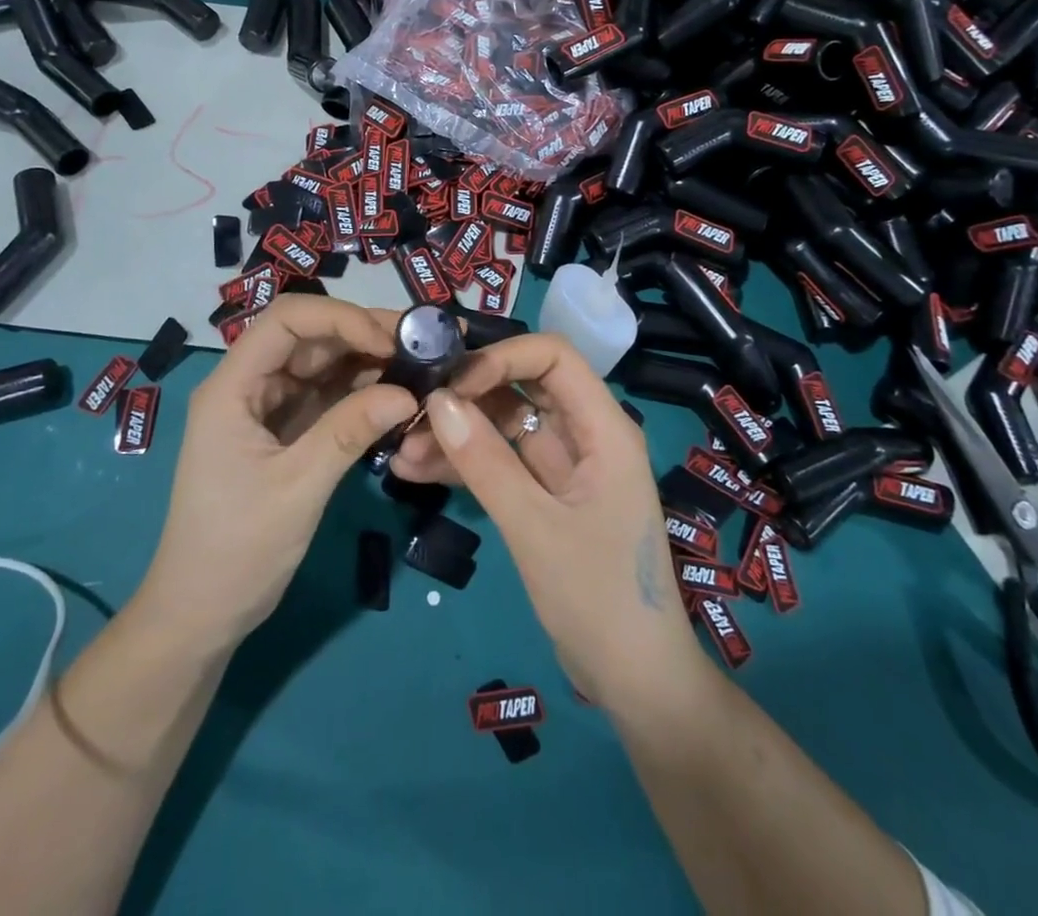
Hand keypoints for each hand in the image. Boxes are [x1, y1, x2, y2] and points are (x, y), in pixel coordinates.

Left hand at [135, 297, 417, 652]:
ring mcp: (268, 408)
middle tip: (425, 341)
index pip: (287, 321)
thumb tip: (411, 393)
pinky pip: (327, 395)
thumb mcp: (297, 488)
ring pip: (323, 364)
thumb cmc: (236, 550)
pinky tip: (399, 392)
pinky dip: (362, 391)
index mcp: (232, 387)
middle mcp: (249, 385)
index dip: (340, 318)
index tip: (390, 341)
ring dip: (369, 360)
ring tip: (423, 362)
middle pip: (309, 336)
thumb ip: (349, 431)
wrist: (201, 615)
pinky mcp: (286, 431)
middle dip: (364, 333)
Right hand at [423, 334, 706, 708]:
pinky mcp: (547, 496)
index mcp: (604, 428)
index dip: (502, 357)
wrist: (636, 682)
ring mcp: (565, 467)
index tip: (452, 382)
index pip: (554, 357)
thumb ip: (486, 462)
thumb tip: (437, 401)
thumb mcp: (535, 528)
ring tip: (402, 452)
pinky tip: (416, 472)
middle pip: (523, 388)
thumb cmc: (599, 598)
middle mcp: (586, 435)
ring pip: (506, 428)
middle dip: (468, 398)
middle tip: (413, 414)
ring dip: (458, 435)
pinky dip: (466, 466)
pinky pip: (503, 464)